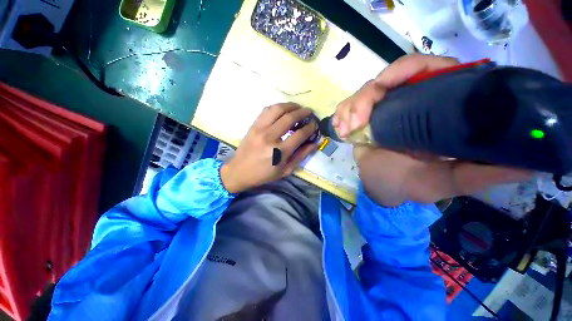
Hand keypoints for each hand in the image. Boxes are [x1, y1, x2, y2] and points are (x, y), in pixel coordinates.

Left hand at [220, 103, 318, 193]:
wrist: (239, 171)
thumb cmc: (264, 174)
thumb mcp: (285, 170)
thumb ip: (301, 156)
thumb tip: (314, 143)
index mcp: (280, 151)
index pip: (300, 134)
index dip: (310, 128)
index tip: (314, 125)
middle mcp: (270, 137)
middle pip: (289, 118)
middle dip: (302, 112)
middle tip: (309, 112)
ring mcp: (260, 129)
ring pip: (277, 109)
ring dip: (290, 105)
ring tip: (298, 107)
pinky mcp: (253, 125)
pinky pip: (266, 110)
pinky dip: (277, 107)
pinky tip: (283, 109)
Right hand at [334, 54, 530, 206]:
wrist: (380, 187)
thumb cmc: (409, 185)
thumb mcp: (447, 182)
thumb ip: (480, 173)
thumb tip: (527, 163)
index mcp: (435, 108)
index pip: (428, 68)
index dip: (407, 68)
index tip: (384, 84)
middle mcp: (409, 101)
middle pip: (387, 77)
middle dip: (366, 97)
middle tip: (356, 122)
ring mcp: (383, 108)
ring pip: (363, 91)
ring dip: (350, 109)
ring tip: (346, 131)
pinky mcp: (363, 117)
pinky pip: (348, 106)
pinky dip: (341, 115)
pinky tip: (341, 130)